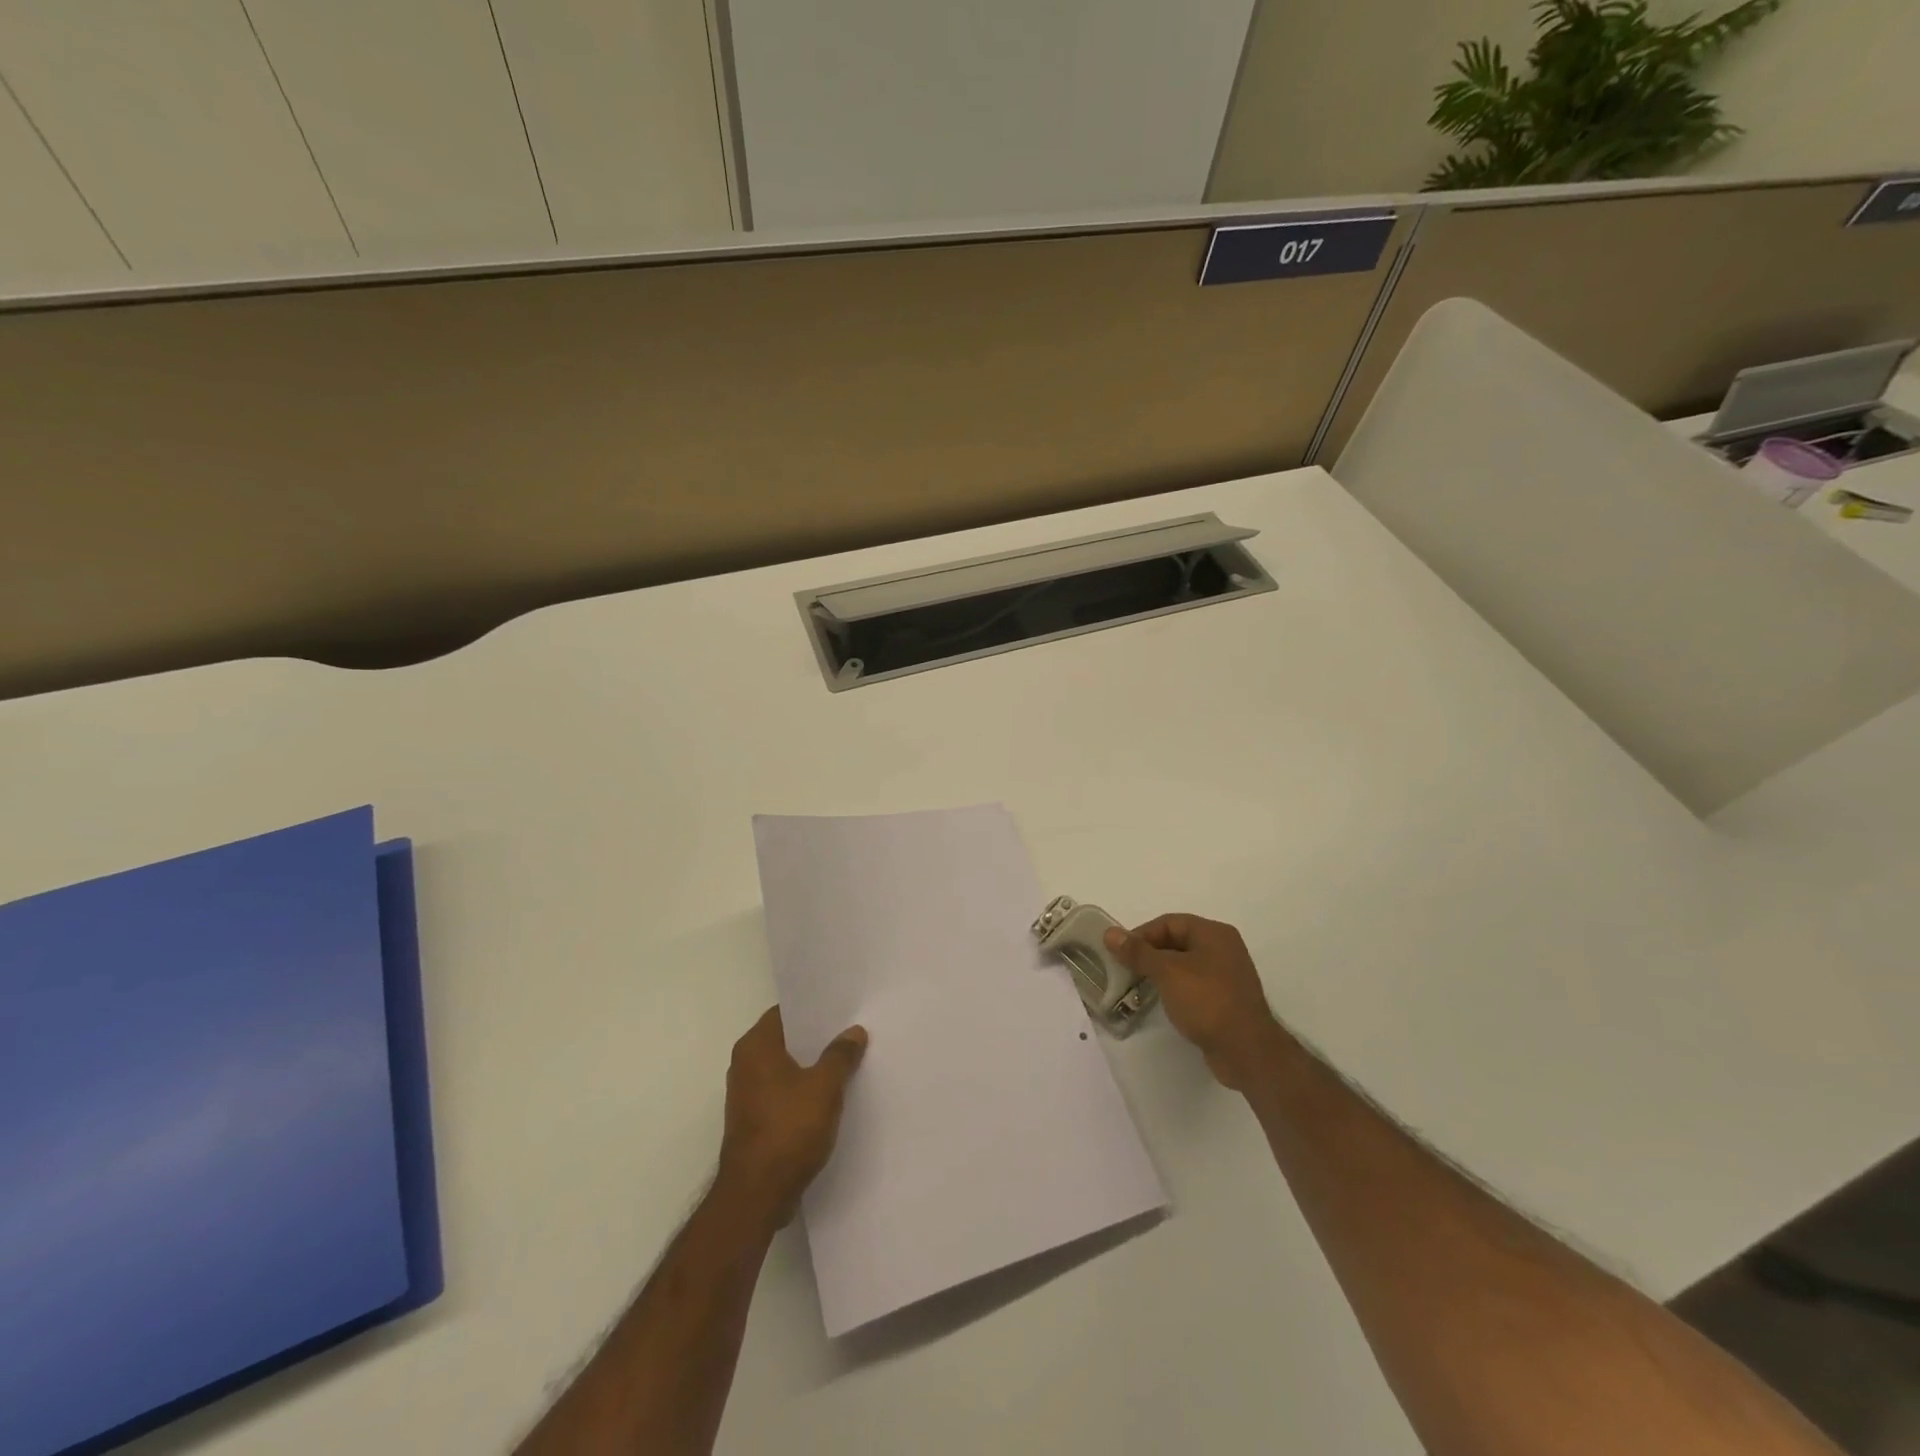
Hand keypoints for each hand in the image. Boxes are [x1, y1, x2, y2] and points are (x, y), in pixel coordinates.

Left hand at [717, 1006, 867, 1226]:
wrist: (757, 1195)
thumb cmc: (788, 1129)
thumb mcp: (824, 1087)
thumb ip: (840, 1055)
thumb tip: (853, 1031)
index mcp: (755, 1047)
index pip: (785, 1012)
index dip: (813, 1008)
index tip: (841, 1006)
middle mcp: (745, 1065)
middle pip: (786, 1040)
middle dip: (817, 1038)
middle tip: (851, 1031)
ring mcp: (748, 1095)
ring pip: (786, 1068)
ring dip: (812, 1066)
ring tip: (847, 1060)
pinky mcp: (754, 1121)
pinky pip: (784, 1093)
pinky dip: (804, 1091)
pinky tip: (831, 1095)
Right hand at [1104, 914, 1283, 1089]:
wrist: (1247, 1052)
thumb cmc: (1207, 1002)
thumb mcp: (1168, 972)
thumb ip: (1138, 952)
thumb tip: (1110, 933)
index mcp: (1214, 933)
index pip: (1169, 922)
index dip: (1141, 935)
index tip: (1119, 953)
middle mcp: (1223, 948)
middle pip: (1176, 941)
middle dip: (1148, 954)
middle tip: (1124, 969)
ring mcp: (1226, 975)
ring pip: (1183, 964)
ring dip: (1159, 972)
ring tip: (1136, 986)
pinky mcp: (1225, 999)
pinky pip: (1192, 984)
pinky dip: (1174, 988)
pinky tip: (1160, 1002)